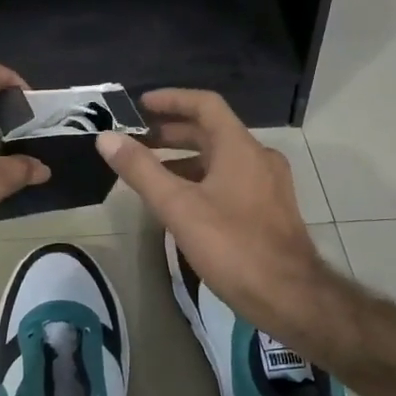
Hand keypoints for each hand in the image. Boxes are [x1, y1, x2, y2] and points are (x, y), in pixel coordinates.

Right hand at [95, 89, 342, 348]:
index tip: (140, 105)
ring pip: (221, 158)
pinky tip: (181, 202)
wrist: (289, 296)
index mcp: (239, 147)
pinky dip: (202, 179)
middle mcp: (258, 157)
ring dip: (185, 158)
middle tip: (136, 140)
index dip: (171, 99)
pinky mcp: (269, 209)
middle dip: (172, 132)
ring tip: (150, 171)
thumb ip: (141, 170)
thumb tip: (107, 138)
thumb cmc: (232, 245)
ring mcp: (268, 184)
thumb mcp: (178, 206)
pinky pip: (230, 180)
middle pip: (211, 131)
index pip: (205, 105)